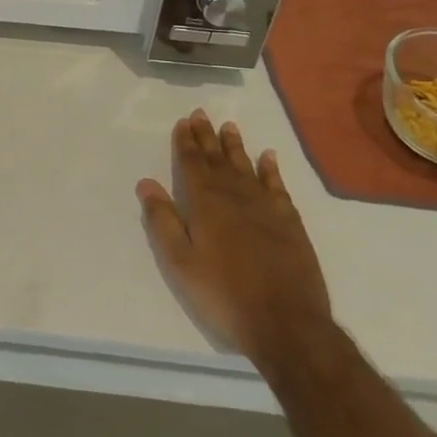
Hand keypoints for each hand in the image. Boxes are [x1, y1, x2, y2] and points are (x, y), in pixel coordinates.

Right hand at [137, 111, 334, 377]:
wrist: (286, 322)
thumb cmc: (223, 293)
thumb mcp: (180, 262)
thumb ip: (163, 220)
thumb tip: (146, 183)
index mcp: (205, 203)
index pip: (192, 163)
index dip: (186, 142)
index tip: (183, 122)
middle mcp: (235, 195)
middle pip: (217, 159)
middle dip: (207, 136)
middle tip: (201, 114)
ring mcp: (265, 206)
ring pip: (246, 166)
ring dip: (235, 146)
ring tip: (228, 127)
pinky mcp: (289, 221)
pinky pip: (277, 185)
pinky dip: (270, 169)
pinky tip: (268, 157)